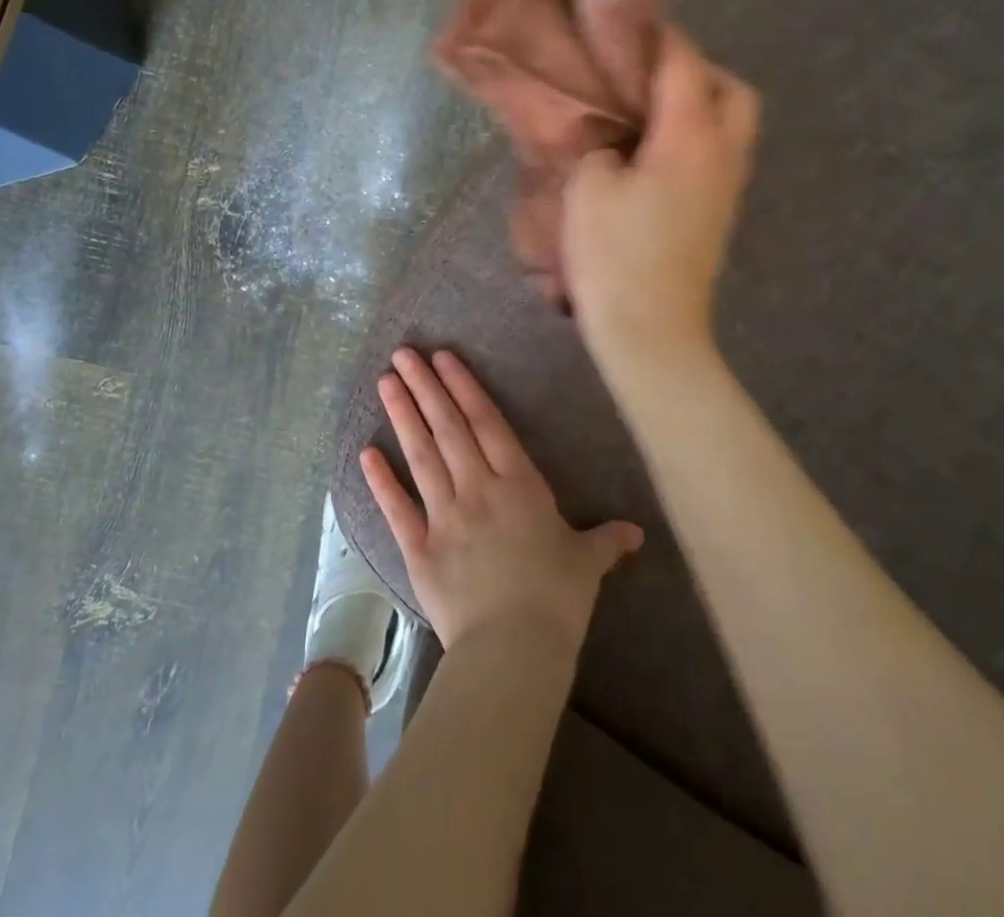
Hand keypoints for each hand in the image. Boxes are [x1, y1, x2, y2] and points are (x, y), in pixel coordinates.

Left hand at [363, 347, 641, 651]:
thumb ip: (607, 541)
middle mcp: (478, 489)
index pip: (487, 423)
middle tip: (404, 354)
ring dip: (403, 416)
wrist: (514, 649)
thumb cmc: (557, 599)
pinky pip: (397, 509)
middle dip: (426, 387)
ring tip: (386, 382)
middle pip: (449, 428)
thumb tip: (637, 533)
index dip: (464, 387)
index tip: (442, 358)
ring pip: (422, 456)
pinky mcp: (419, 549)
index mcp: (519, 484)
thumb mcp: (587, 563)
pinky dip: (381, 480)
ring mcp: (445, 516)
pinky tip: (366, 451)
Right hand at [563, 25, 759, 367]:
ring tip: (646, 111)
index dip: (658, 36)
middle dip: (698, 70)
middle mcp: (724, 154)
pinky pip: (718, 154)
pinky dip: (694, 137)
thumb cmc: (616, 254)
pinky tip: (652, 152)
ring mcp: (727, 187)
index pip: (684, 63)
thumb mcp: (589, 187)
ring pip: (732, 124)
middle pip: (733, 91)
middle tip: (648, 75)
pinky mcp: (719, 214)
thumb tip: (616, 143)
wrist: (652, 330)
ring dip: (699, 105)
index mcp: (692, 136)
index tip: (628, 23)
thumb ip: (602, 146)